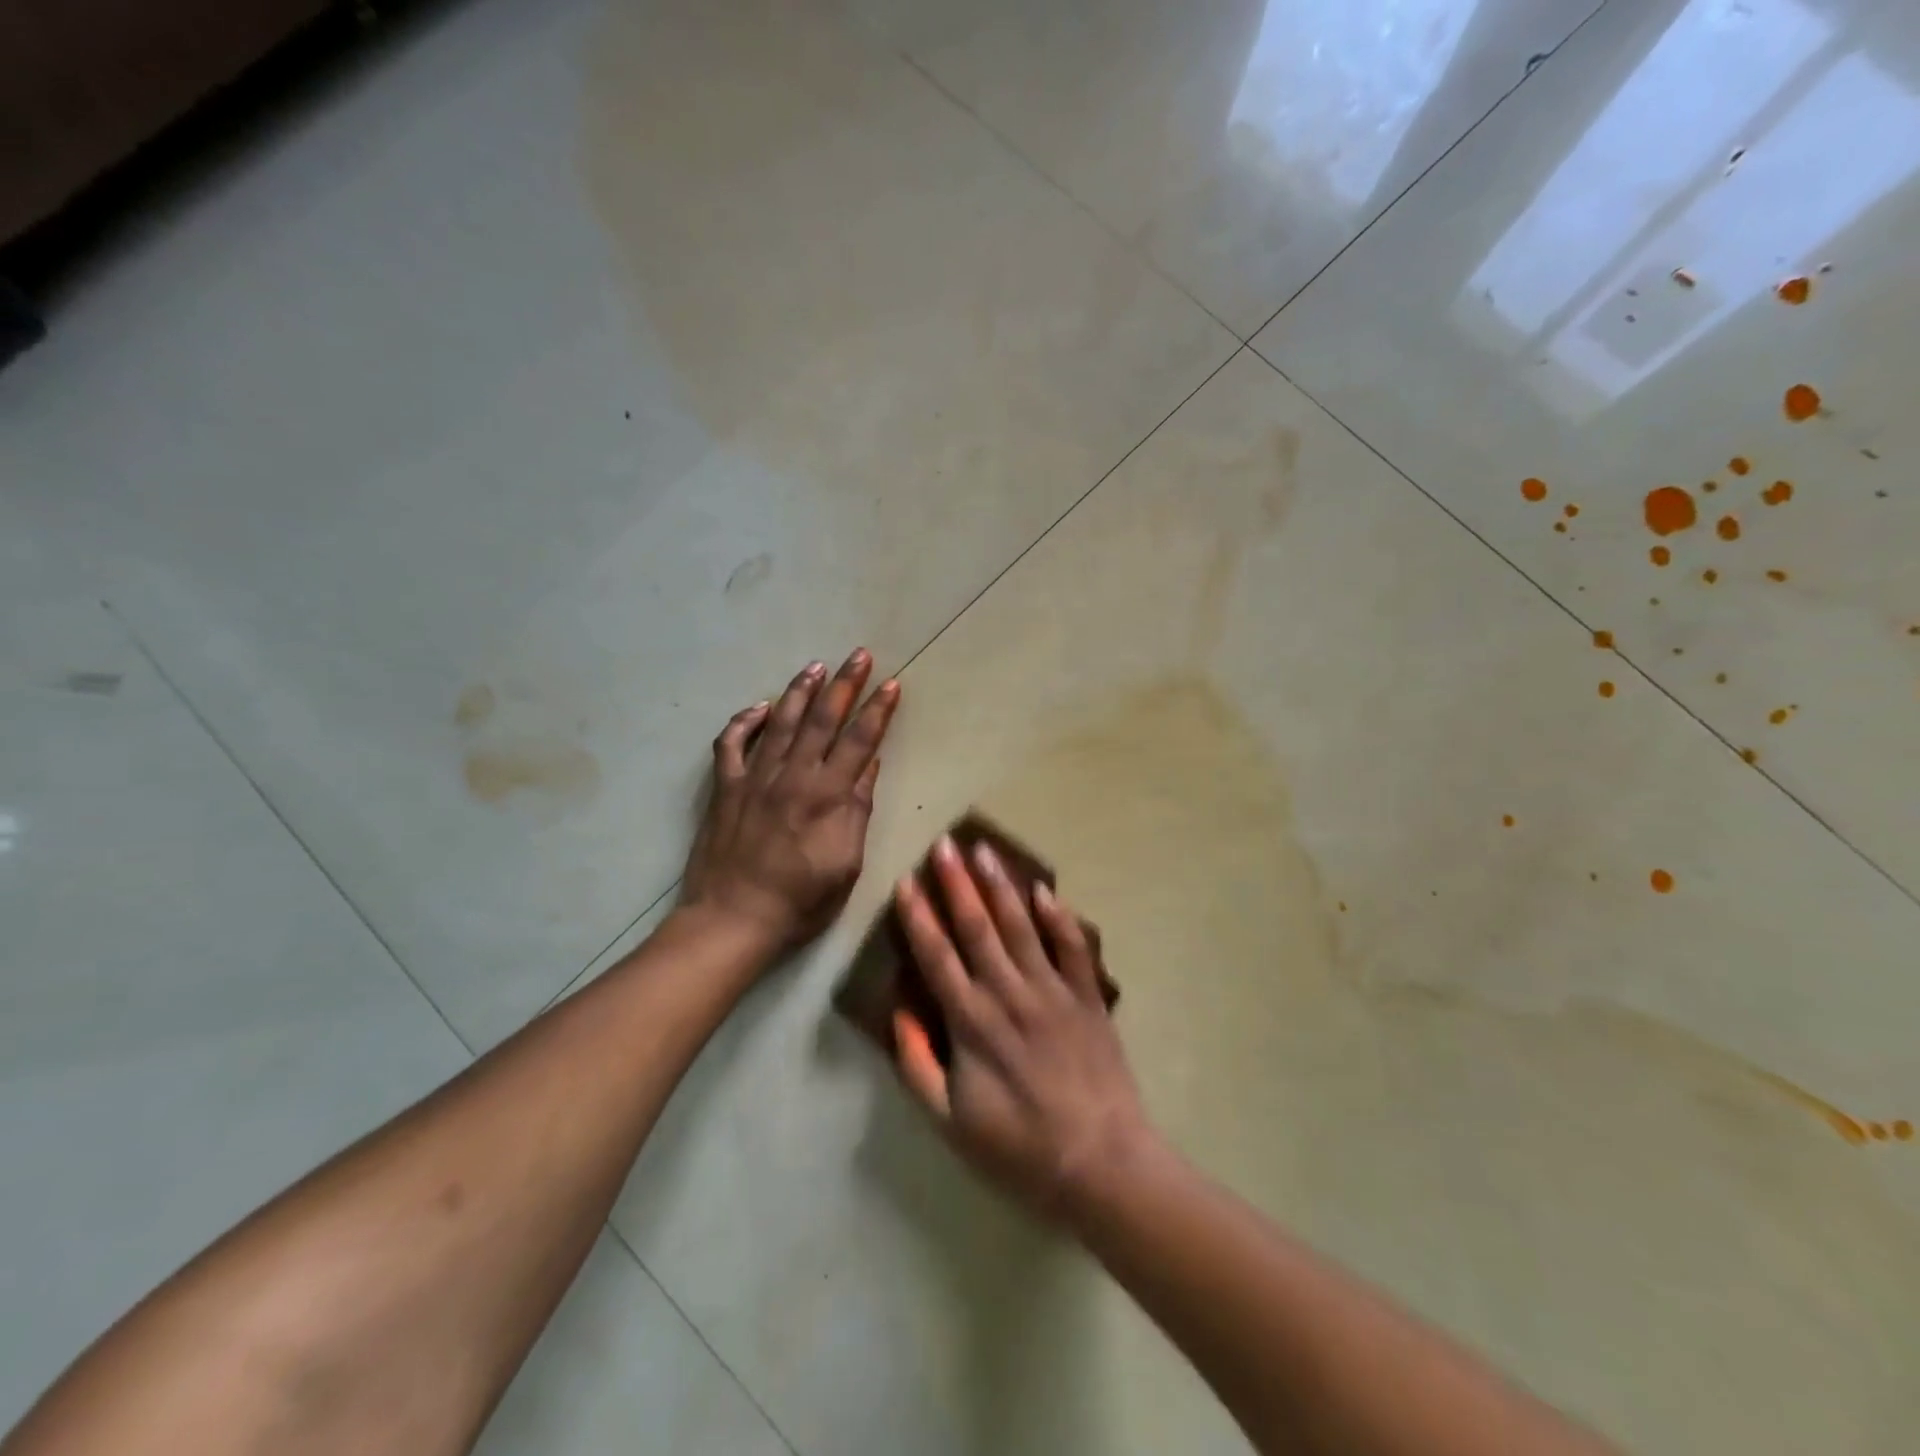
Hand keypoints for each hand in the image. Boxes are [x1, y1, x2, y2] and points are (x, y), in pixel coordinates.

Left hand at [681, 650, 900, 951]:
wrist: (733, 919)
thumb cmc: (800, 901)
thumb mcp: (846, 864)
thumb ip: (857, 811)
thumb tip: (868, 767)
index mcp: (827, 796)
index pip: (859, 741)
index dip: (878, 711)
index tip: (891, 684)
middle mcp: (793, 776)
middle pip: (823, 720)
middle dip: (844, 685)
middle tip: (859, 655)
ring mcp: (755, 778)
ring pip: (781, 722)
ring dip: (800, 691)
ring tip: (815, 666)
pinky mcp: (725, 788)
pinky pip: (731, 744)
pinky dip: (744, 722)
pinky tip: (760, 707)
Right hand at [892, 835, 1153, 1220]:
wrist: (1099, 1163)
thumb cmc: (1018, 1147)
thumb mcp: (950, 1122)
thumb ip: (917, 1065)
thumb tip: (899, 1011)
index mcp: (972, 1021)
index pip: (937, 956)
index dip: (918, 916)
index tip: (905, 881)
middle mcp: (1009, 992)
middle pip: (976, 927)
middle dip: (956, 883)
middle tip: (943, 843)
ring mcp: (1052, 990)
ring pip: (1020, 925)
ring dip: (1000, 886)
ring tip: (984, 851)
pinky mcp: (1087, 997)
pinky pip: (1071, 947)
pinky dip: (1058, 917)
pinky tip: (1044, 890)